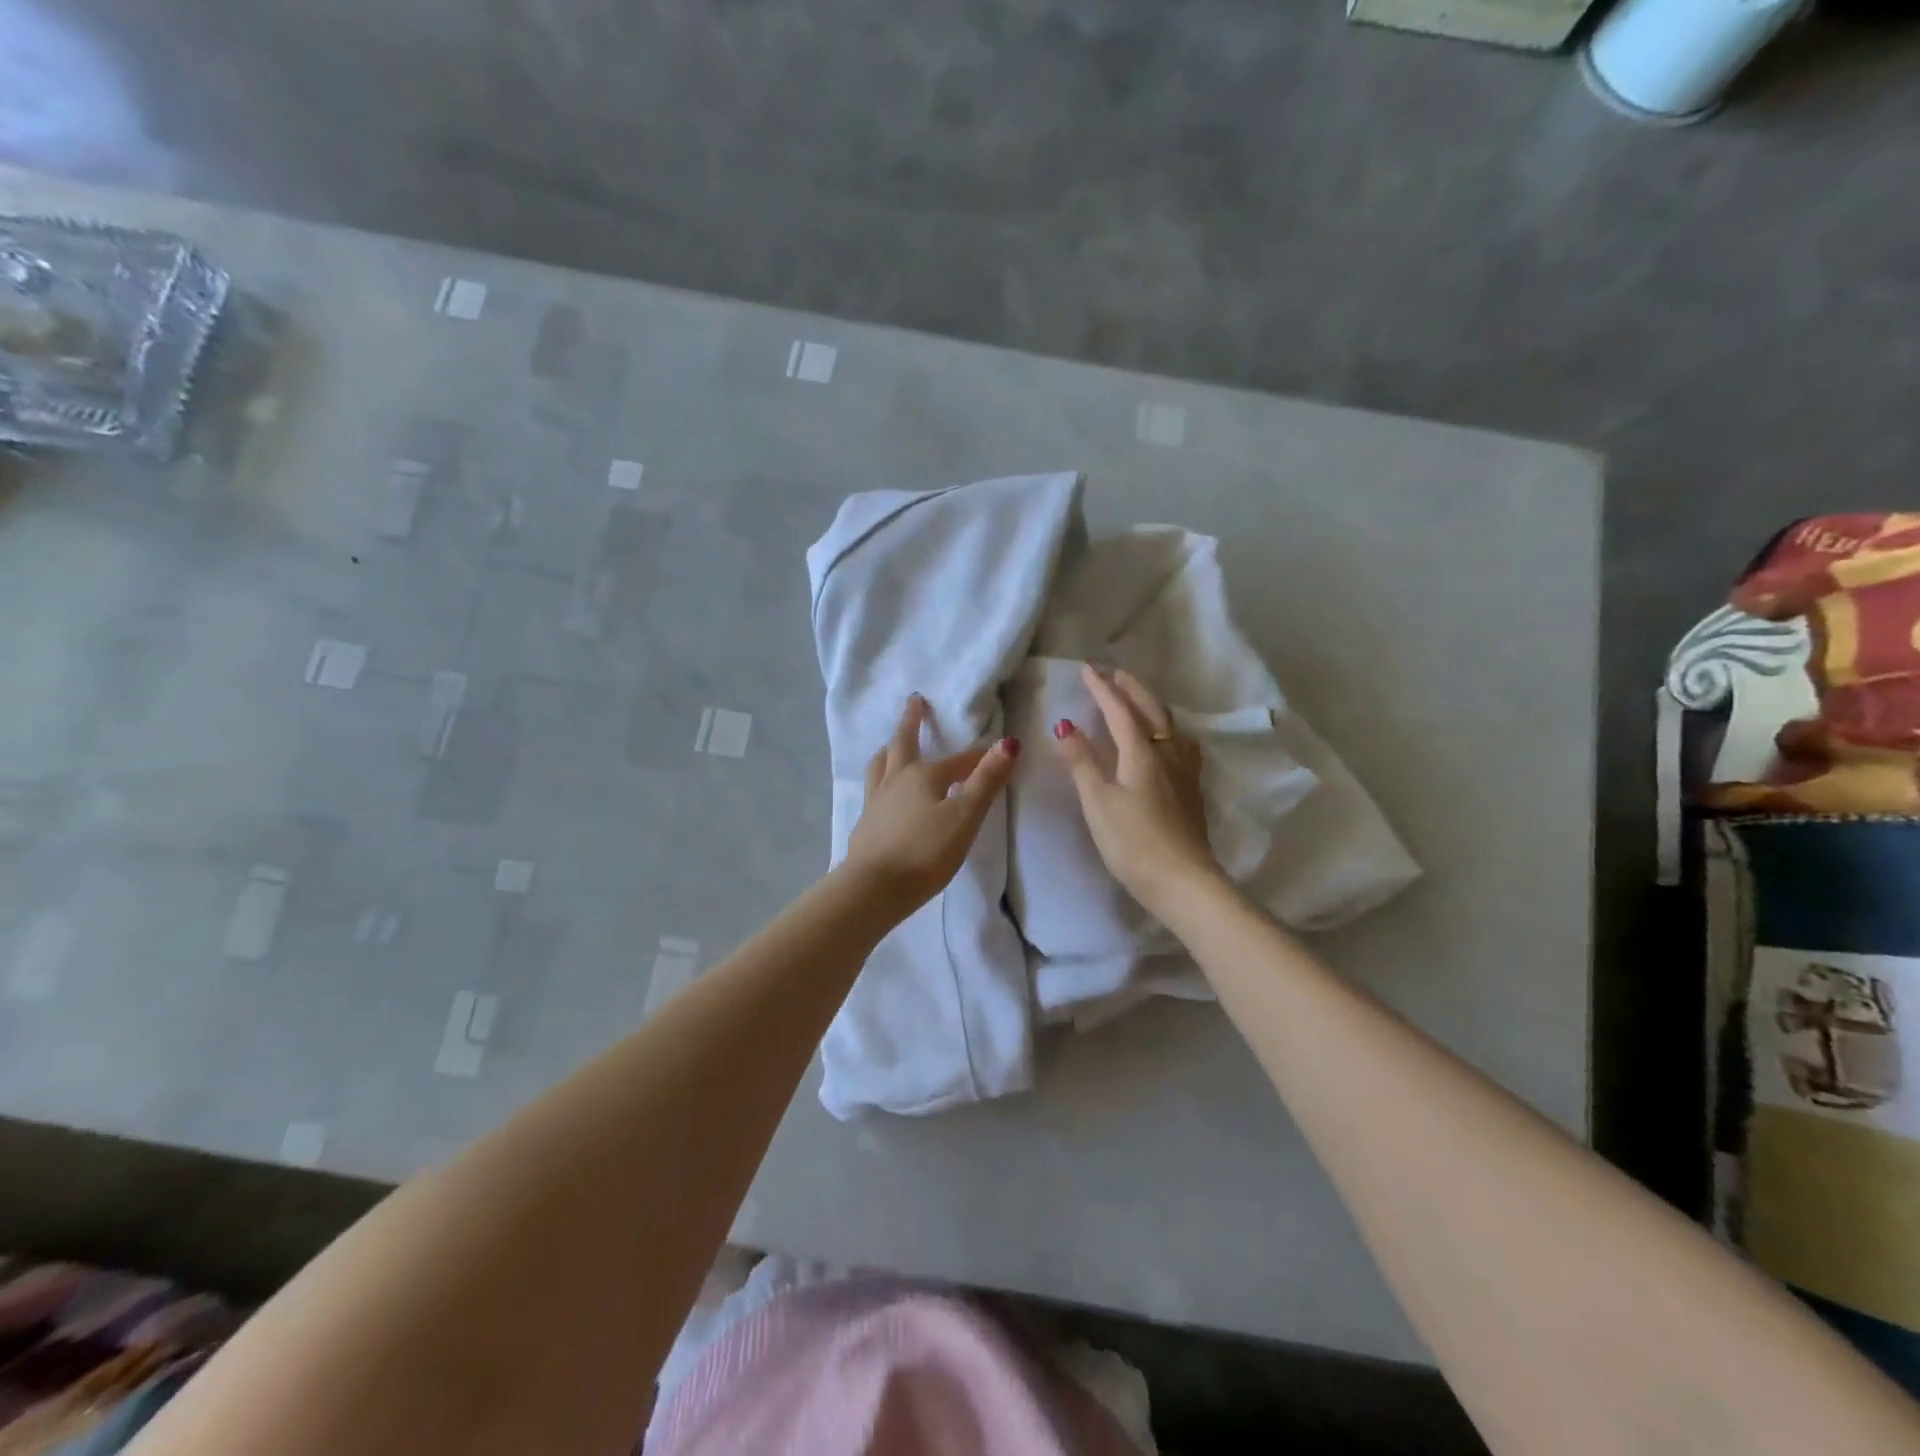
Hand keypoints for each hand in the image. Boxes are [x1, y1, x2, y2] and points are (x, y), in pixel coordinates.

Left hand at [843, 695, 1019, 915]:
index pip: (958, 761)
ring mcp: (876, 802)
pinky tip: (882, 792)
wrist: (873, 888)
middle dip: (911, 722)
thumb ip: (986, 781)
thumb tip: (1008, 743)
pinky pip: (873, 789)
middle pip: (902, 744)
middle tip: (914, 701)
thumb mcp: (964, 816)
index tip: (997, 751)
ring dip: (889, 749)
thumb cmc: (925, 852)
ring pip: (881, 765)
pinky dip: (881, 779)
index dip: (979, 757)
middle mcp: (896, 780)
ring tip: (889, 744)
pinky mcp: (865, 824)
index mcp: (922, 775)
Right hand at [1055, 664, 1223, 921]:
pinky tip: (1169, 742)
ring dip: (1151, 705)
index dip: (1102, 689)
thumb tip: (1065, 725)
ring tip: (1139, 701)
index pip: (1119, 710)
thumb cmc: (1133, 842)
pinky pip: (1181, 744)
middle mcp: (1167, 754)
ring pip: (1170, 725)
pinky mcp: (1192, 790)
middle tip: (1114, 674)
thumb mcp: (1097, 802)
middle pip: (1151, 710)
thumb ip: (1082, 762)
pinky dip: (1168, 729)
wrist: (1184, 882)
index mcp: (1142, 752)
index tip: (1087, 668)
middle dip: (1131, 689)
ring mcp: (1185, 772)